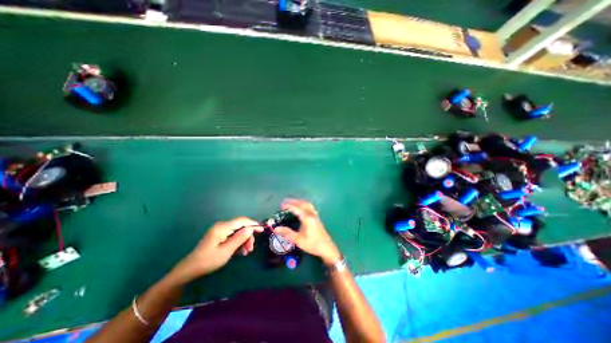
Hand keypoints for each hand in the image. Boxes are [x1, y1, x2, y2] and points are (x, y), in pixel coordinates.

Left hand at [170, 218, 260, 282]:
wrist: (190, 269)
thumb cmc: (208, 261)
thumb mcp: (226, 251)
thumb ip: (239, 239)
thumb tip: (251, 229)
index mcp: (222, 228)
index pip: (241, 221)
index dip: (252, 224)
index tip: (262, 229)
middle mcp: (222, 226)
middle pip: (240, 227)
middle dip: (248, 236)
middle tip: (251, 248)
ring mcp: (220, 231)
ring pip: (238, 232)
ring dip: (244, 240)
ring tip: (246, 252)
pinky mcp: (219, 236)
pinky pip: (233, 236)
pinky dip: (238, 242)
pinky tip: (240, 251)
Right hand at [274, 198, 340, 265]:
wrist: (327, 248)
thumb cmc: (312, 244)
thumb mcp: (298, 240)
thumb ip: (287, 233)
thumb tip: (276, 228)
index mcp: (307, 218)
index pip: (296, 208)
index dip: (288, 205)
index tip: (281, 205)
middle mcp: (311, 214)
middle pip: (302, 203)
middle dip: (293, 201)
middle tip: (284, 202)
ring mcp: (315, 215)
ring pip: (307, 204)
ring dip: (298, 202)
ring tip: (291, 203)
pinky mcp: (316, 217)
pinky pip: (309, 206)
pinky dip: (303, 204)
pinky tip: (300, 208)